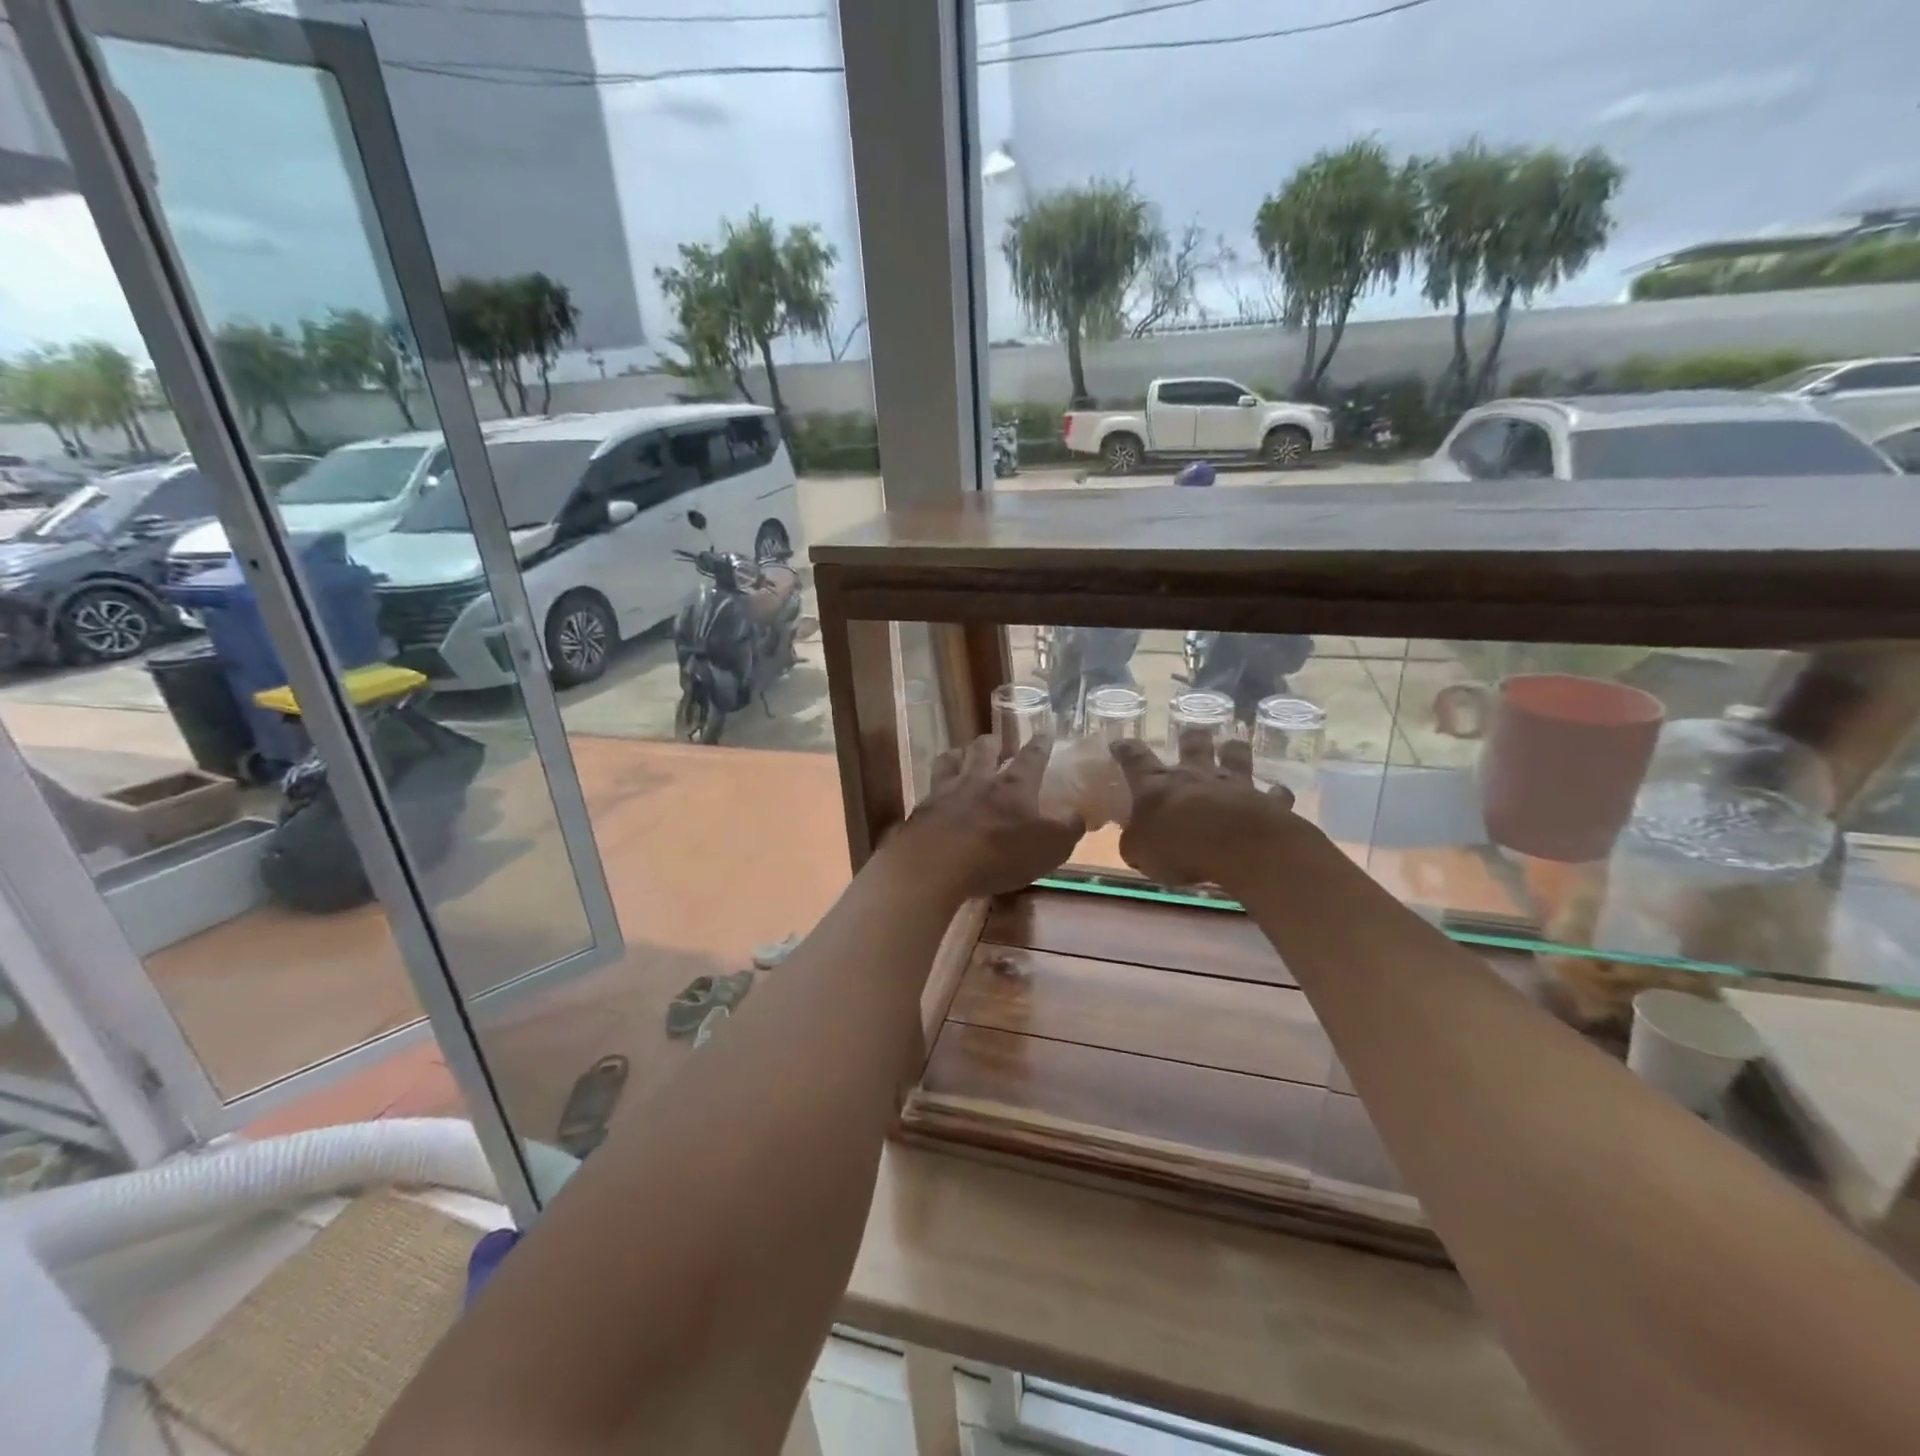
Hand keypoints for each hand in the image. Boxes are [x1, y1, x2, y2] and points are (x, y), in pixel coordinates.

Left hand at [895, 735, 1082, 899]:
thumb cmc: (999, 854)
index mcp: (1014, 786)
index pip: (1032, 757)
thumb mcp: (1048, 848)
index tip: (1046, 730)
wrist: (935, 864)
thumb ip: (1067, 829)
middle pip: (985, 749)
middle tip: (997, 743)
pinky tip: (937, 794)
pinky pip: (930, 787)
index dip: (1041, 744)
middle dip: (994, 742)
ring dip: (960, 754)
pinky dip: (937, 785)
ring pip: (952, 760)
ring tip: (962, 756)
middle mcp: (979, 780)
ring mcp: (946, 791)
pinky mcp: (922, 809)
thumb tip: (1078, 815)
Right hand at [1110, 731, 1300, 889]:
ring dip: (1234, 750)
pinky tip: (1277, 795)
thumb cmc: (1177, 847)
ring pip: (1235, 756)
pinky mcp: (1266, 801)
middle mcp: (1195, 776)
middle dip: (1190, 738)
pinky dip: (1275, 794)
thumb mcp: (1139, 852)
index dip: (1125, 750)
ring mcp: (1233, 784)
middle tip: (1191, 734)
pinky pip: (1274, 794)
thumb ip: (1135, 842)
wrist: (1236, 846)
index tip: (1120, 742)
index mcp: (1156, 785)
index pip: (1134, 760)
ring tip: (1234, 746)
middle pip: (1192, 745)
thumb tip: (1134, 841)